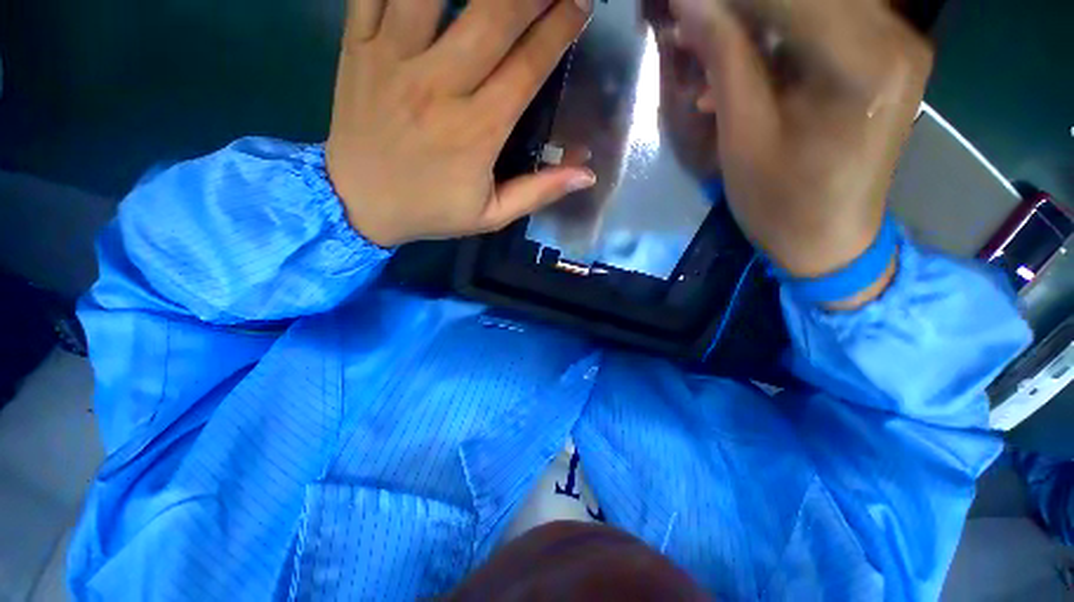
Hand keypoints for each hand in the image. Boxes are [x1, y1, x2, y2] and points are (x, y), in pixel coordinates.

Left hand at [327, 0, 594, 246]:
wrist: (357, 205)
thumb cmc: (430, 211)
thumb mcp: (491, 216)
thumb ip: (538, 192)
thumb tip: (587, 174)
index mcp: (476, 132)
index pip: (528, 67)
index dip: (559, 29)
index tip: (581, 4)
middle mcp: (438, 87)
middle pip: (492, 15)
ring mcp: (392, 60)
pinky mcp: (357, 48)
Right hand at [669, 0, 931, 283]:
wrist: (830, 239)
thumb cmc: (780, 202)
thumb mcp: (743, 137)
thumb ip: (724, 59)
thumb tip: (691, 2)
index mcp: (861, 62)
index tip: (684, 5)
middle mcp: (894, 35)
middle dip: (739, 4)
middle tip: (693, 22)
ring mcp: (896, 41)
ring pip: (816, 0)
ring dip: (756, 13)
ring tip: (705, 38)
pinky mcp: (885, 55)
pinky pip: (826, 19)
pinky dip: (779, 28)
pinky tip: (740, 57)